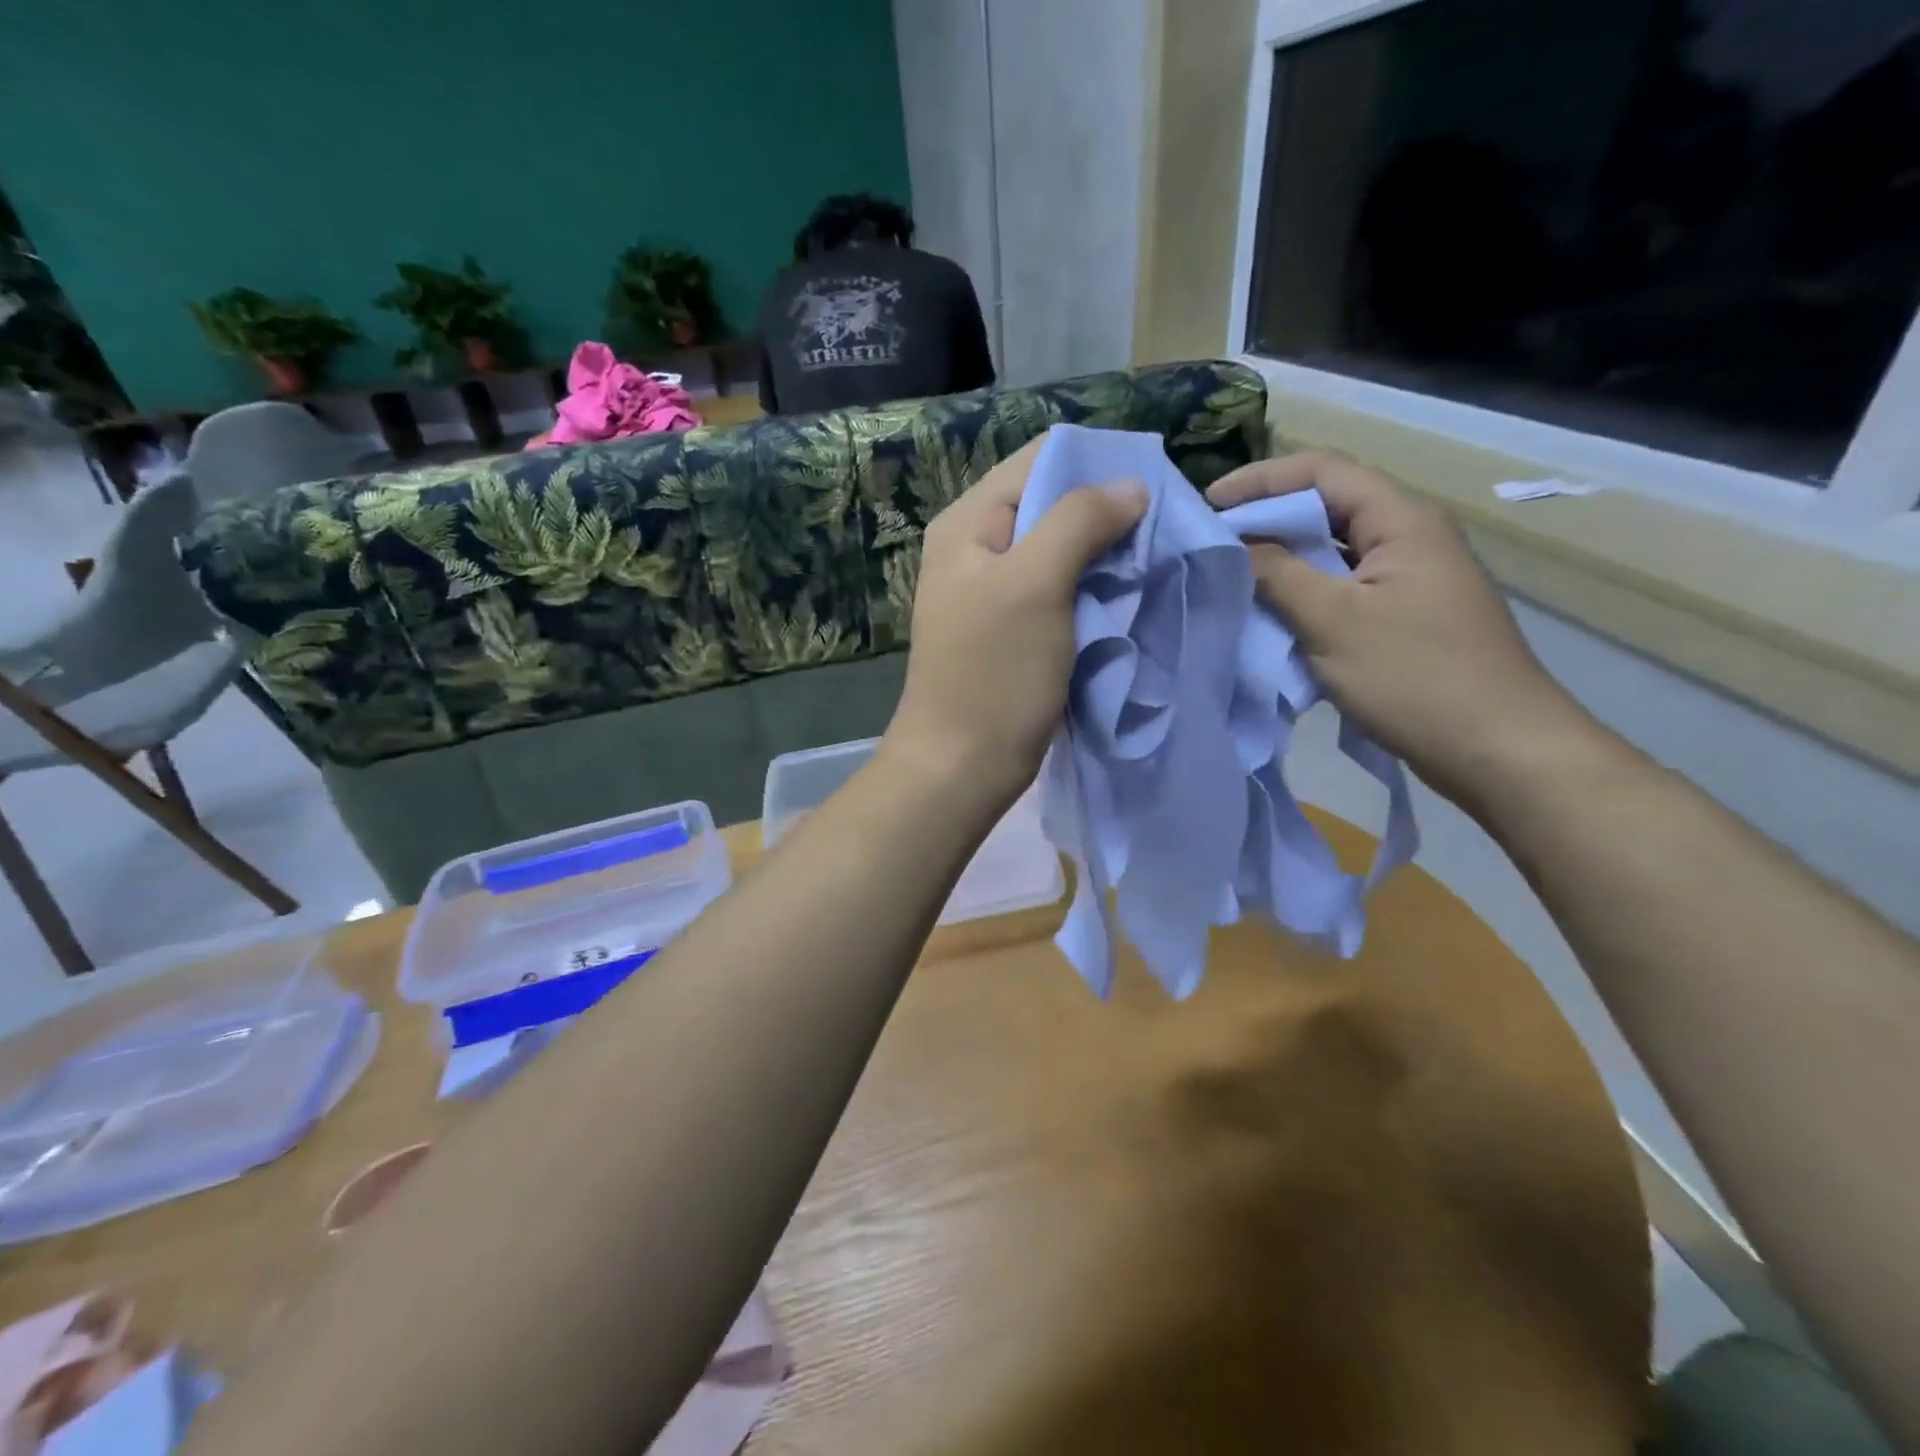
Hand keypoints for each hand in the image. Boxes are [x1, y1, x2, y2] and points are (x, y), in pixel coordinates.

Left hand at [885, 436, 1147, 811]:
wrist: (962, 765)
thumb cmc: (993, 674)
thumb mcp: (1034, 585)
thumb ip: (1078, 522)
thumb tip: (1130, 485)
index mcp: (968, 523)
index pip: (1037, 462)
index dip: (1094, 465)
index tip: (1151, 489)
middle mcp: (976, 548)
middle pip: (1050, 504)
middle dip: (1105, 513)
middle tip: (1159, 532)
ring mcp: (994, 591)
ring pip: (1059, 550)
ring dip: (1103, 554)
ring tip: (1150, 563)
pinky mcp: (1013, 629)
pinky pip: (1059, 591)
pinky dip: (1091, 589)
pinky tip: (1124, 596)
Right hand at [1207, 451, 1598, 807]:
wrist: (1499, 750)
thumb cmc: (1415, 677)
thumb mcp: (1334, 622)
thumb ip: (1277, 575)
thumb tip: (1232, 544)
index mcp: (1402, 522)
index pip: (1323, 472)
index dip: (1261, 479)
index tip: (1208, 504)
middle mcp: (1408, 539)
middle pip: (1328, 507)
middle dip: (1266, 518)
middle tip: (1211, 542)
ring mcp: (1408, 580)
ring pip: (1332, 552)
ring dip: (1282, 558)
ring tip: (1230, 574)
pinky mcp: (1403, 617)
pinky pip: (1341, 589)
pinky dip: (1301, 593)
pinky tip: (1269, 613)